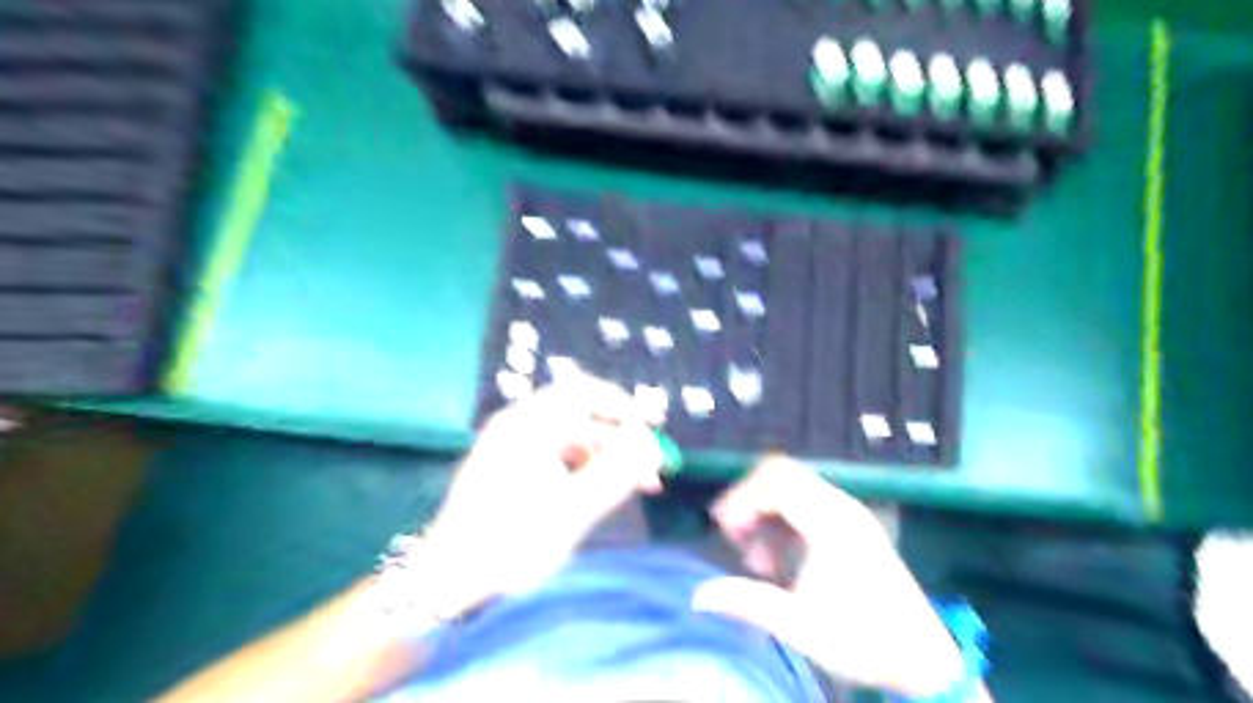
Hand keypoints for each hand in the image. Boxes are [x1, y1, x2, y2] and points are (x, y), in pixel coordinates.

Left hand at [417, 377, 658, 617]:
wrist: (448, 581)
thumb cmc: (509, 542)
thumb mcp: (572, 510)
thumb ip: (616, 474)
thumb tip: (650, 445)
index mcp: (527, 426)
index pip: (585, 394)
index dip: (623, 406)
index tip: (653, 425)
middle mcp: (517, 426)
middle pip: (581, 417)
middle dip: (620, 439)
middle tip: (651, 465)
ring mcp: (511, 446)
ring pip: (572, 438)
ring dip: (606, 457)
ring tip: (636, 485)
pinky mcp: (509, 468)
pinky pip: (557, 455)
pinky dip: (584, 468)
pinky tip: (603, 490)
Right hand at [691, 457, 961, 696]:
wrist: (922, 659)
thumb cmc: (861, 641)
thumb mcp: (799, 626)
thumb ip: (747, 602)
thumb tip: (698, 596)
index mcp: (831, 523)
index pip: (775, 483)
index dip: (742, 500)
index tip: (724, 531)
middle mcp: (840, 506)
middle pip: (781, 472)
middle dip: (748, 498)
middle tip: (734, 534)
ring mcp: (849, 512)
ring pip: (792, 485)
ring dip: (764, 509)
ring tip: (755, 557)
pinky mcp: (851, 523)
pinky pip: (806, 501)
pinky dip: (782, 518)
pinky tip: (778, 558)